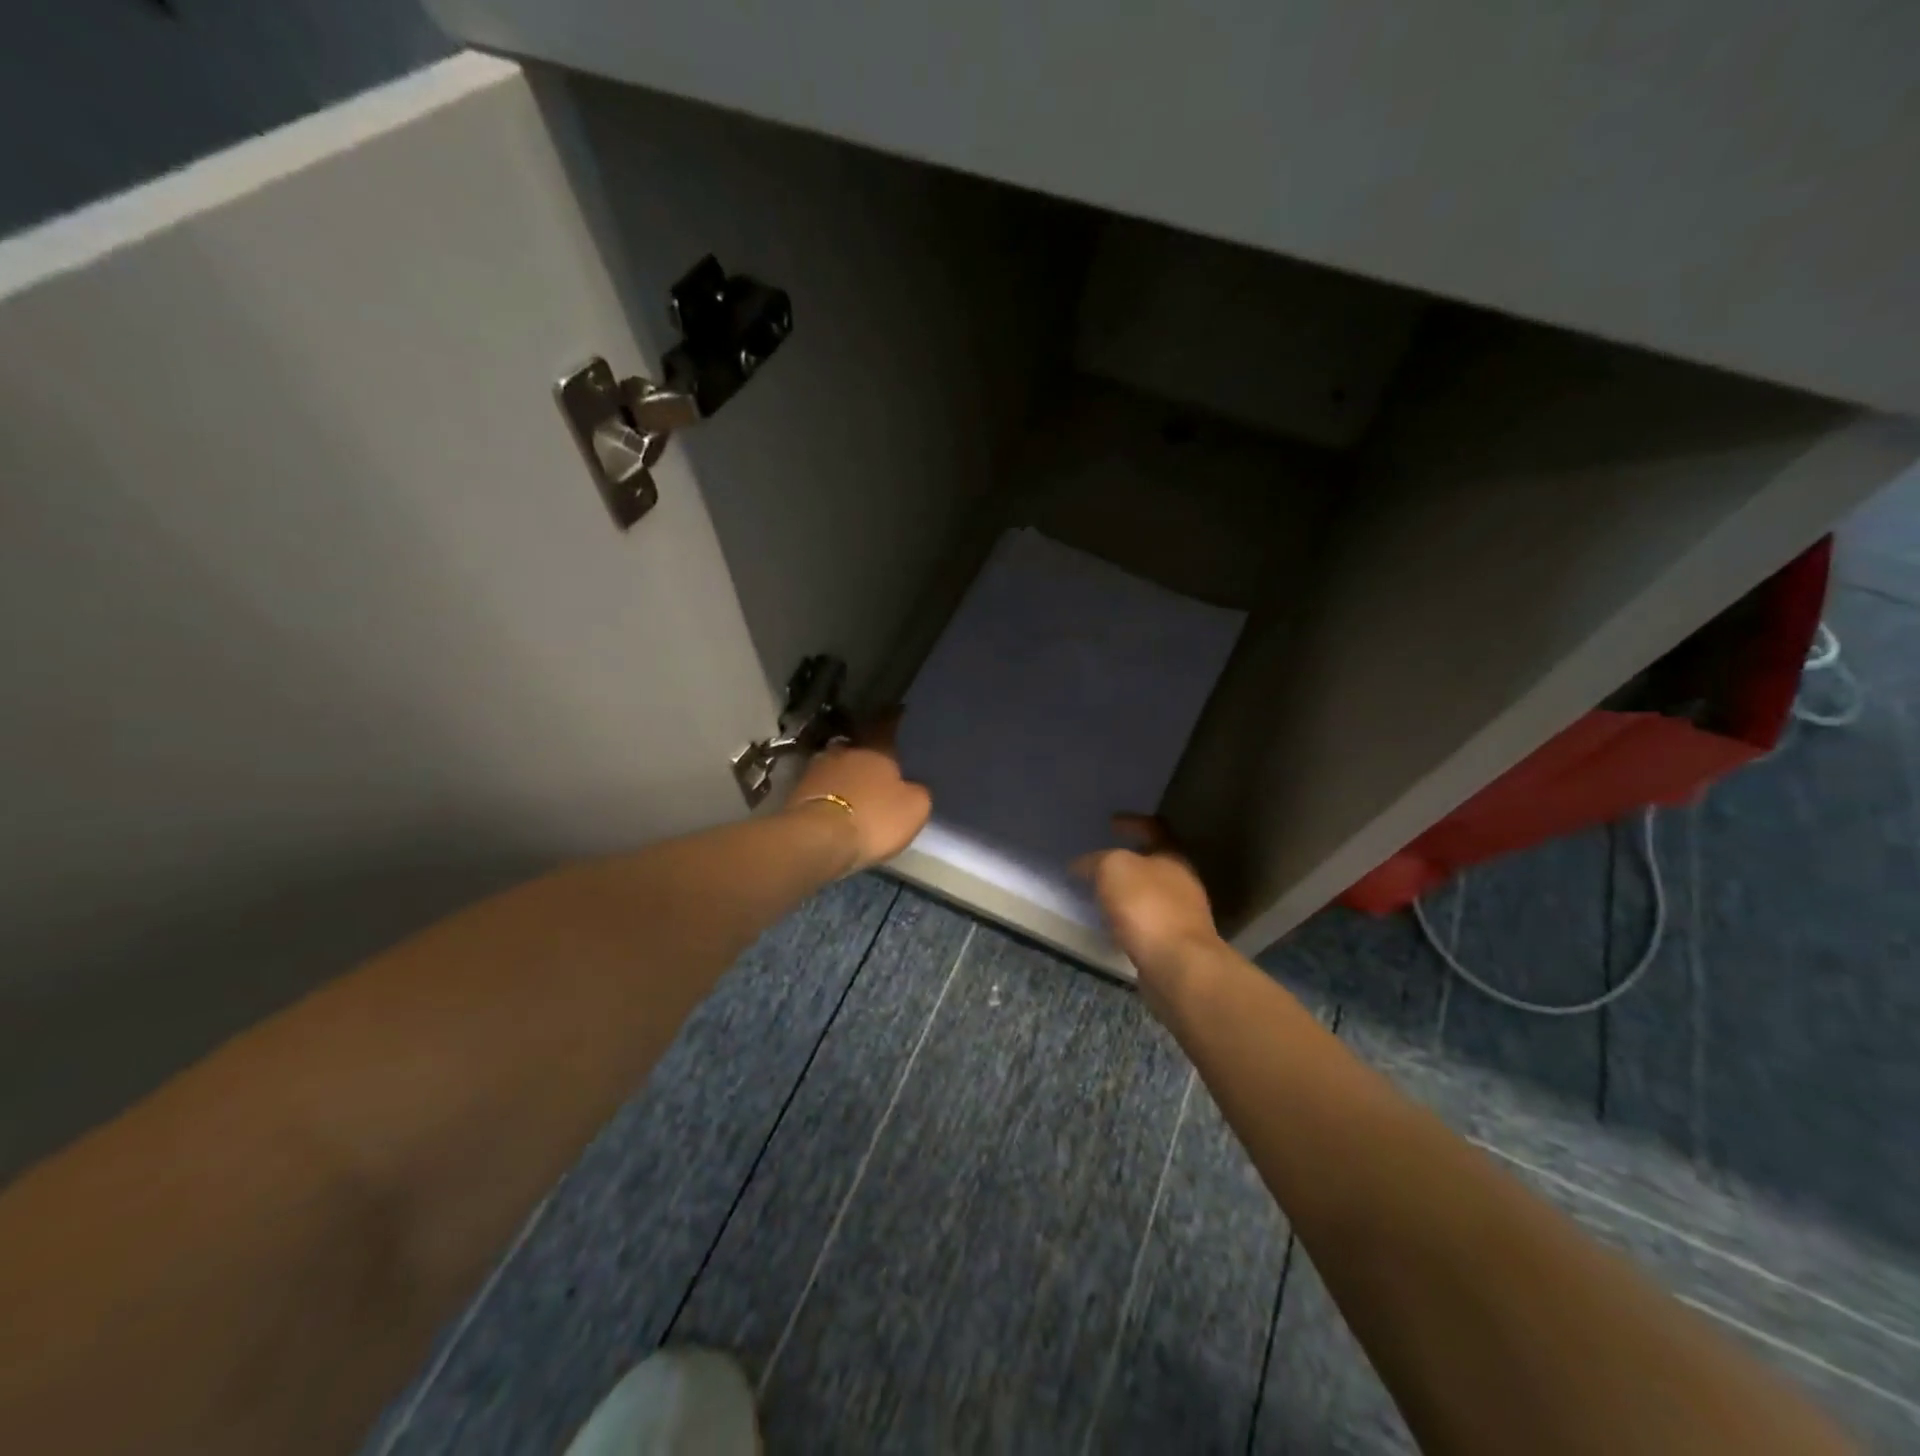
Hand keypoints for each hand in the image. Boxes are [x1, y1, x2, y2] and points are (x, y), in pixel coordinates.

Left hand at [786, 711, 931, 872]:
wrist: (817, 839)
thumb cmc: (873, 818)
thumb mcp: (914, 808)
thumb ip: (917, 791)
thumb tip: (912, 786)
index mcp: (876, 748)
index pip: (888, 725)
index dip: (894, 720)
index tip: (899, 712)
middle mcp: (844, 750)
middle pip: (858, 746)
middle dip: (867, 754)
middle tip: (877, 765)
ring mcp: (817, 769)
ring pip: (837, 766)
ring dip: (845, 775)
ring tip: (855, 789)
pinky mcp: (797, 792)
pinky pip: (821, 787)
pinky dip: (830, 793)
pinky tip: (836, 806)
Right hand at [1073, 814, 1221, 1004]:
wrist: (1178, 966)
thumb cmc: (1147, 906)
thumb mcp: (1113, 868)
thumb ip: (1095, 861)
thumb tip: (1080, 866)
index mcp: (1172, 856)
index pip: (1154, 827)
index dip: (1132, 822)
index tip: (1111, 822)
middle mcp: (1183, 882)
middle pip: (1154, 862)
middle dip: (1129, 860)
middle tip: (1100, 863)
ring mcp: (1182, 915)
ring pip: (1151, 894)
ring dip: (1128, 892)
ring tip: (1101, 895)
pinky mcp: (1175, 944)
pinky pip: (1147, 922)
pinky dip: (1129, 919)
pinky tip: (1112, 926)